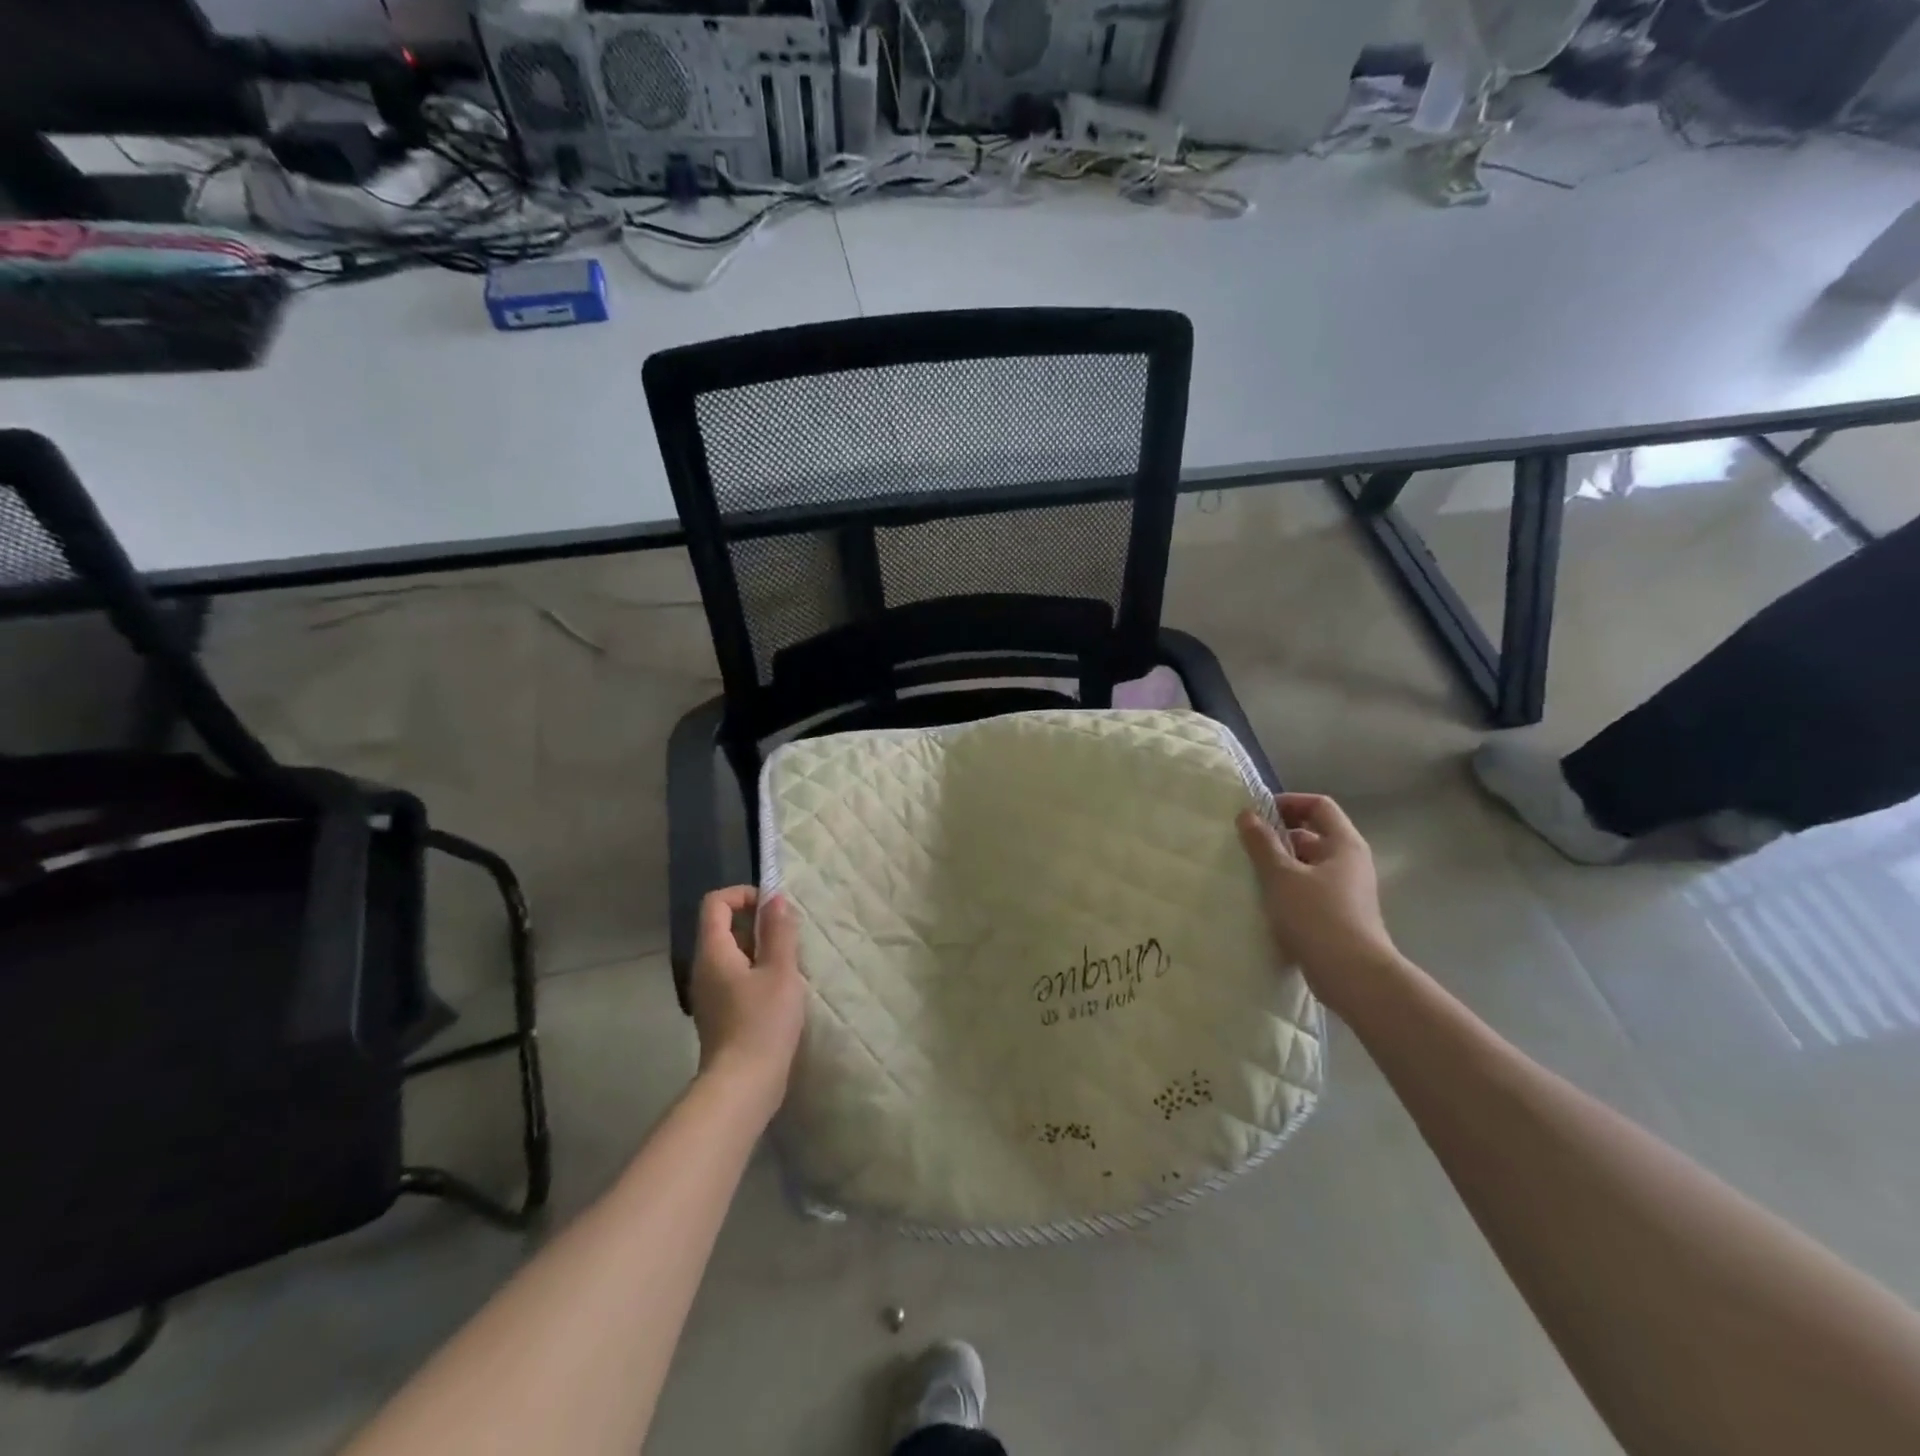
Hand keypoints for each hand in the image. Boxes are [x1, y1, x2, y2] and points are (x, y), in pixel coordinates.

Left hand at [688, 887, 805, 1115]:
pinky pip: (734, 976)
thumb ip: (779, 931)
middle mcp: (704, 968)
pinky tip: (780, 992)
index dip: (744, 895)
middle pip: (723, 926)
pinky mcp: (719, 1013)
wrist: (742, 1086)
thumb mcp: (780, 971)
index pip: (716, 903)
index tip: (774, 909)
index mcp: (714, 952)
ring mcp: (709, 993)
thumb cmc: (762, 1023)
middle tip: (789, 938)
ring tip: (789, 965)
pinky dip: (756, 972)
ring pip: (731, 953)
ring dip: (760, 949)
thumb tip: (775, 898)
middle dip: (757, 923)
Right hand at [1237, 793, 1402, 1017]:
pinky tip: (1266, 902)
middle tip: (1248, 845)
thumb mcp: (1282, 876)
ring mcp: (1348, 891)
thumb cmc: (1318, 917)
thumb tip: (1247, 814)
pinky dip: (1288, 888)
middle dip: (1279, 836)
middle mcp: (1351, 862)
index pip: (1318, 805)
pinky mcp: (1340, 916)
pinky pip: (1310, 890)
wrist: (1354, 976)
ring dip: (1281, 864)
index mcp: (1344, 844)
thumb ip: (1262, 843)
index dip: (1288, 803)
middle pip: (1314, 834)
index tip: (1258, 815)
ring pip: (1310, 864)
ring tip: (1251, 874)